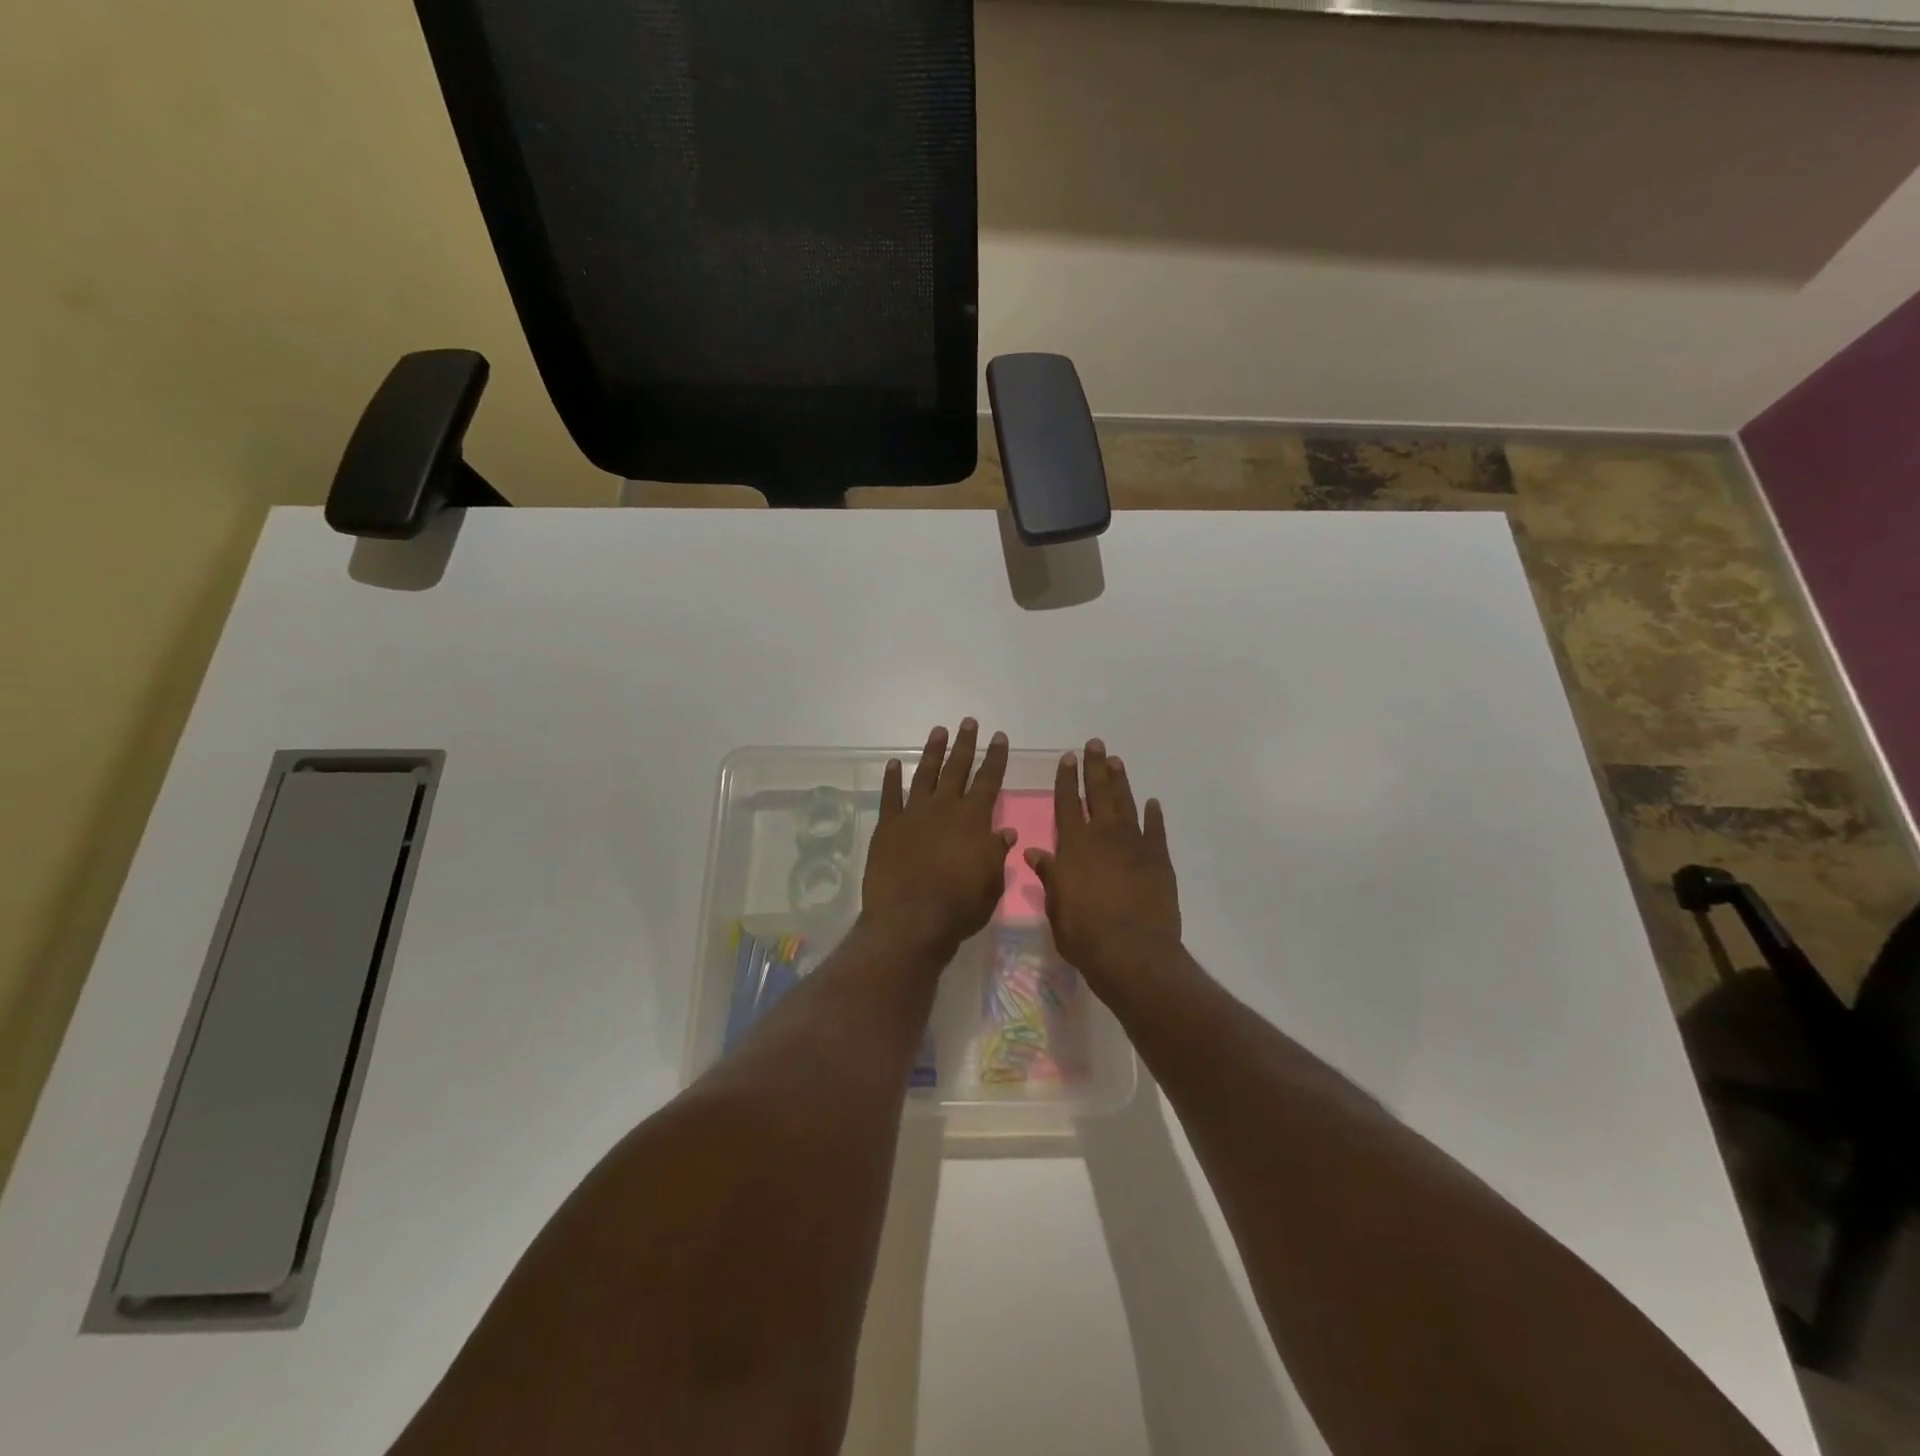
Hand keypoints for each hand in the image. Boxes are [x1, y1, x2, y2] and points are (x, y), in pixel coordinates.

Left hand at [860, 720, 1015, 957]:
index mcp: (973, 820)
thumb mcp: (990, 884)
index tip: (999, 737)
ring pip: (926, 775)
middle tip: (969, 722)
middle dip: (965, 744)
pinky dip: (892, 779)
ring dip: (933, 752)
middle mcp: (945, 809)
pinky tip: (894, 764)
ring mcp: (914, 814)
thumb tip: (1006, 831)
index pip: (989, 781)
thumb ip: (997, 854)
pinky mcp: (888, 827)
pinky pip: (890, 796)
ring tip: (939, 731)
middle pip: (957, 769)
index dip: (995, 758)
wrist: (910, 921)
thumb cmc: (958, 907)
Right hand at [1026, 740, 1181, 989]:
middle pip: (1098, 793)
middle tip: (1095, 744)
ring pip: (1125, 804)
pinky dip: (1153, 815)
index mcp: (1074, 845)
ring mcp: (1134, 845)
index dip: (1067, 779)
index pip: (1067, 803)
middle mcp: (1103, 836)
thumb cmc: (1084, 933)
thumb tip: (1033, 851)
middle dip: (1095, 768)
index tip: (1068, 758)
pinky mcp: (1159, 860)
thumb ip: (1048, 875)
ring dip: (1120, 781)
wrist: (1133, 953)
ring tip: (1116, 761)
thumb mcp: (1056, 906)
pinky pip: (1156, 830)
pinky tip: (1152, 803)